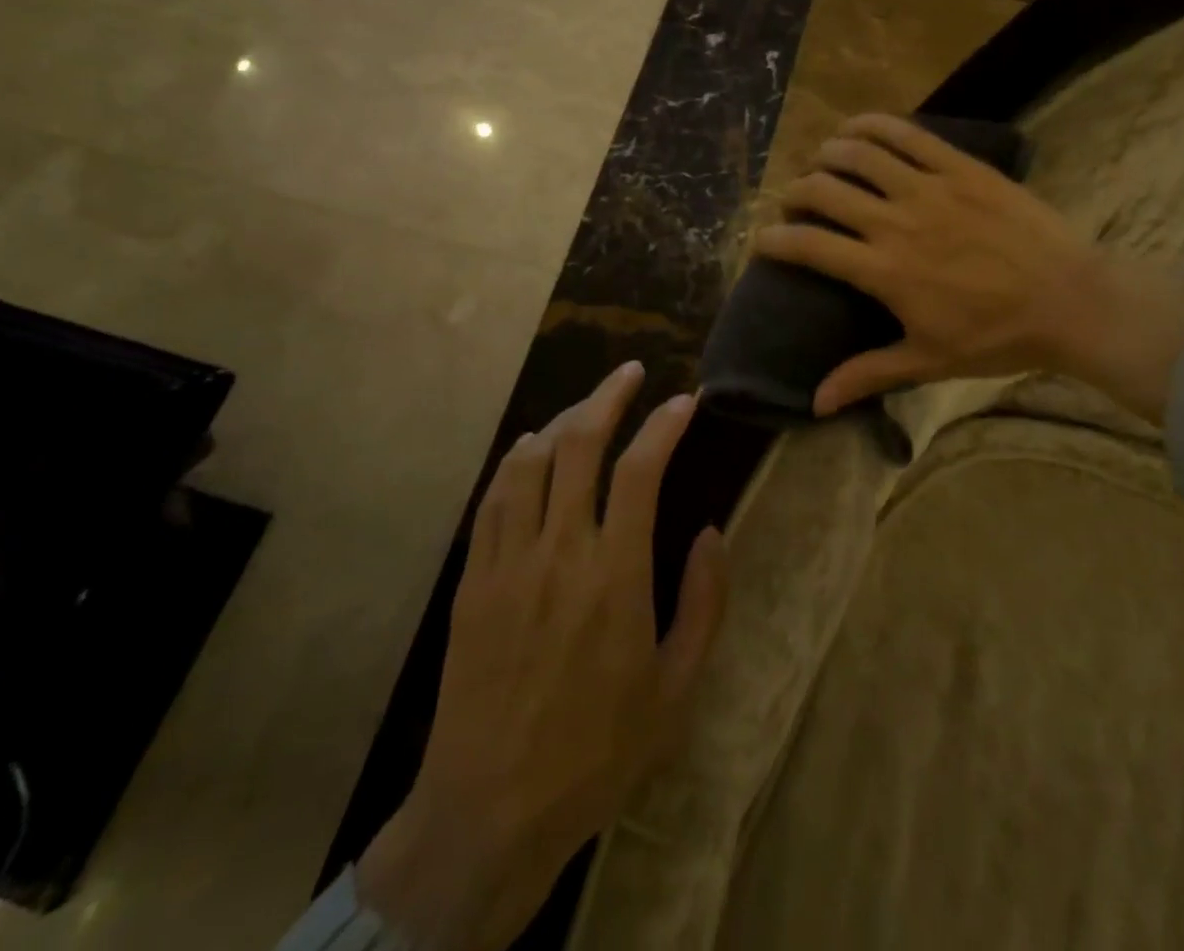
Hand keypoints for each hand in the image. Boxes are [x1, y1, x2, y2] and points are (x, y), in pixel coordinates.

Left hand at [357, 363, 727, 950]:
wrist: (490, 812)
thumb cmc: (598, 752)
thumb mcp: (677, 689)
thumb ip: (703, 603)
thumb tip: (710, 533)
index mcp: (615, 576)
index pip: (640, 470)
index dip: (664, 425)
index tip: (684, 401)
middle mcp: (559, 552)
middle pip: (578, 444)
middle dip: (608, 396)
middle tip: (631, 372)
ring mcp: (508, 563)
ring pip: (530, 461)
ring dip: (562, 419)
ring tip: (588, 405)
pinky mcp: (473, 581)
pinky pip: (493, 499)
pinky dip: (516, 460)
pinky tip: (531, 447)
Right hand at [753, 114, 1183, 423]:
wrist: (1071, 301)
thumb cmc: (997, 337)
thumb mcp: (927, 361)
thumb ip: (867, 375)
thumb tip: (815, 404)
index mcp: (884, 271)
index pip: (809, 245)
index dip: (774, 240)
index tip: (762, 241)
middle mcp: (896, 222)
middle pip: (824, 191)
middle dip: (796, 194)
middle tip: (797, 205)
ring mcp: (929, 188)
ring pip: (859, 154)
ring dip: (828, 154)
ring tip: (822, 162)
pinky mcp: (961, 167)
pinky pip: (907, 134)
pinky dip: (873, 125)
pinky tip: (857, 128)